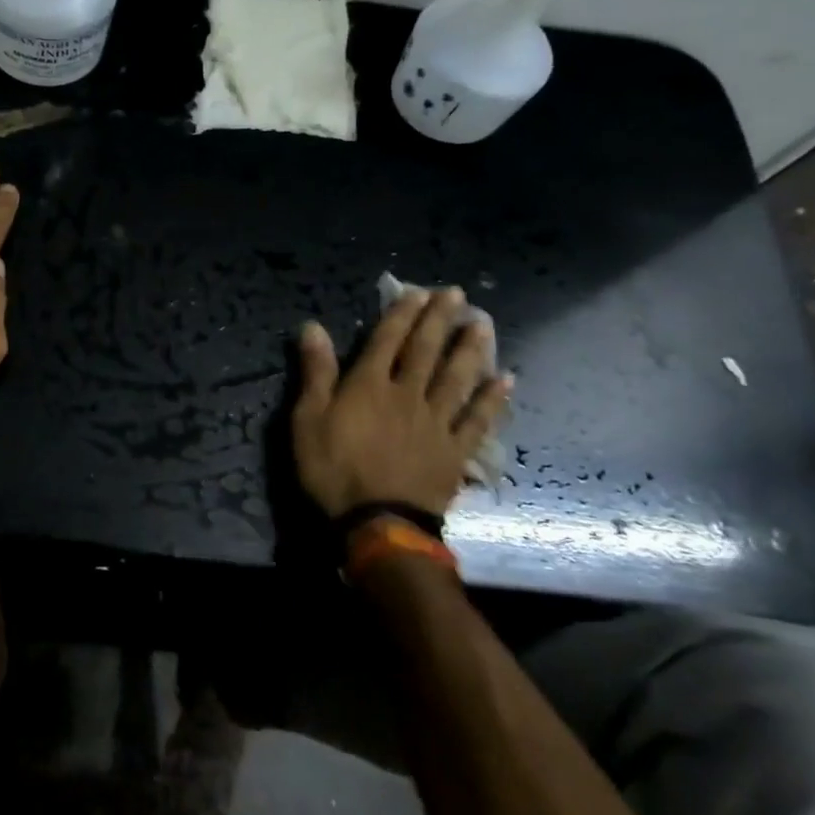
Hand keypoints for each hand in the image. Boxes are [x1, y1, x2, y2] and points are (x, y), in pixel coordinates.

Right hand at [292, 287, 511, 519]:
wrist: (378, 522)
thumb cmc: (334, 470)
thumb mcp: (308, 419)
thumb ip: (315, 373)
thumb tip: (313, 327)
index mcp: (369, 385)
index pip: (386, 341)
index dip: (401, 315)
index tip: (417, 292)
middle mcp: (407, 394)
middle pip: (426, 351)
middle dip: (439, 320)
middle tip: (457, 294)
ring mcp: (436, 422)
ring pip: (456, 378)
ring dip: (470, 349)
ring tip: (483, 324)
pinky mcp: (455, 450)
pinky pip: (477, 420)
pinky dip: (493, 400)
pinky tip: (506, 380)